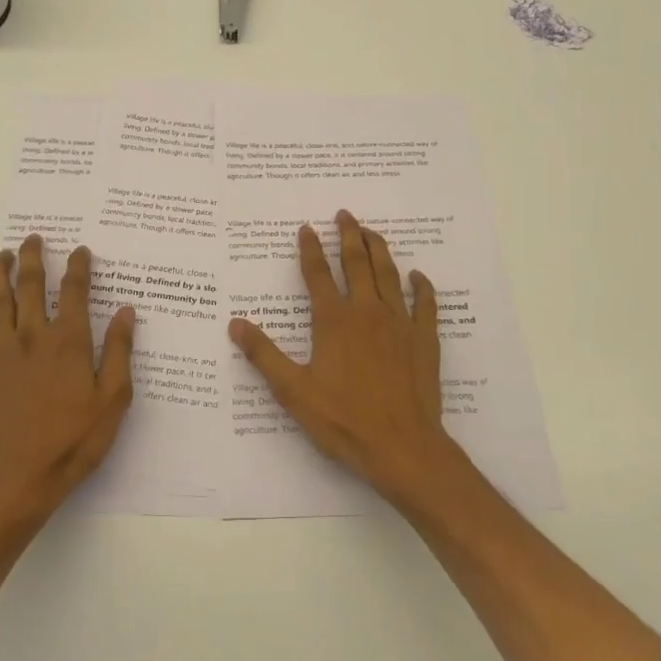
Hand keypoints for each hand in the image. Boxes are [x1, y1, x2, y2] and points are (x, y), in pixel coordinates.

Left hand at [0, 235, 134, 519]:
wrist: (18, 478)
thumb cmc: (73, 440)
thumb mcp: (113, 399)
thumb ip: (120, 351)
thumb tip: (127, 311)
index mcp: (69, 341)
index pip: (75, 291)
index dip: (78, 266)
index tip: (79, 250)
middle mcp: (33, 336)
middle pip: (31, 285)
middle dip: (33, 257)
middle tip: (33, 237)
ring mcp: (1, 352)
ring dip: (0, 273)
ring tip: (3, 255)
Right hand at [229, 209, 461, 501]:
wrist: (402, 446)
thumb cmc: (343, 420)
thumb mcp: (293, 391)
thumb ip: (264, 355)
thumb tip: (235, 323)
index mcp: (333, 321)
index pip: (318, 275)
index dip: (310, 249)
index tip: (307, 228)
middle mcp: (367, 312)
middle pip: (357, 263)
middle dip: (349, 236)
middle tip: (344, 214)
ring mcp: (399, 323)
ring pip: (389, 275)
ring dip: (379, 249)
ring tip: (372, 231)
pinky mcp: (424, 340)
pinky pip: (425, 304)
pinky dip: (421, 287)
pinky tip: (418, 276)